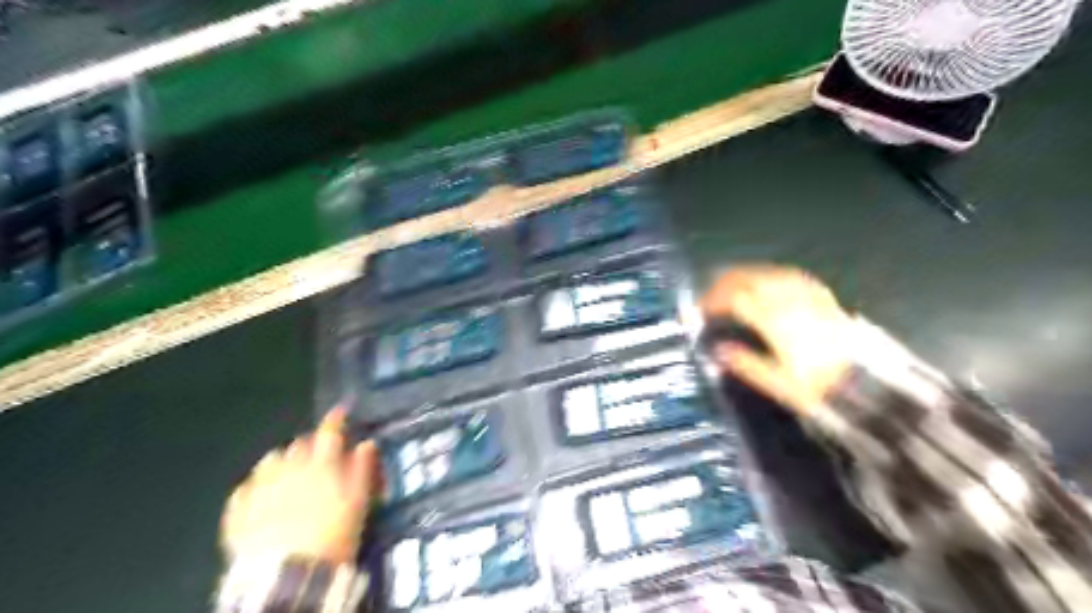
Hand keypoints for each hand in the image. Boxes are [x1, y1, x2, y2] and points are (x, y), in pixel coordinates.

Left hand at [218, 409, 380, 562]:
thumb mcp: (359, 502)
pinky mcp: (239, 511)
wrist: (288, 576)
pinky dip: (255, 487)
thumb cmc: (333, 535)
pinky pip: (245, 489)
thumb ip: (362, 469)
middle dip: (310, 444)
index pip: (329, 431)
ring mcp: (260, 488)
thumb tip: (366, 443)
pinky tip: (260, 496)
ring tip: (288, 473)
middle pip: (299, 443)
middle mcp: (289, 468)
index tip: (341, 412)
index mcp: (321, 464)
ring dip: (281, 461)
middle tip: (320, 455)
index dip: (336, 419)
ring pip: (270, 461)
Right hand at [704, 263, 857, 416]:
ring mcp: (808, 297)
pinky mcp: (823, 298)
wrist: (870, 386)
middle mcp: (790, 302)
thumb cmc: (820, 387)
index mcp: (775, 321)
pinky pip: (792, 276)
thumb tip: (718, 351)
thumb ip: (746, 364)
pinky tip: (768, 281)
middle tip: (710, 295)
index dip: (713, 300)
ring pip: (770, 273)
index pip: (736, 299)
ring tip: (732, 284)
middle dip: (725, 283)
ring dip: (746, 275)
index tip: (700, 310)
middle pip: (751, 279)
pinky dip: (772, 274)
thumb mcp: (779, 384)